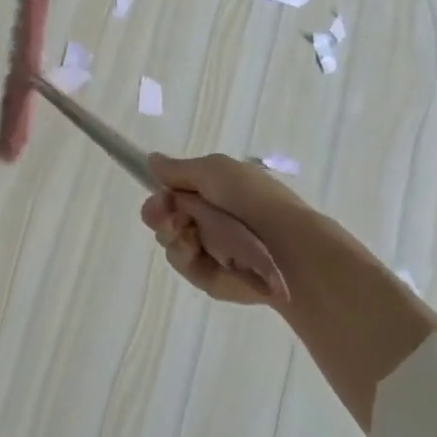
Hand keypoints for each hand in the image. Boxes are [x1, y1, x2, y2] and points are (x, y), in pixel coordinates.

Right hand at [141, 152, 365, 306]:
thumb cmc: (251, 200)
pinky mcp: (208, 276)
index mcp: (215, 191)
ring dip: (171, 233)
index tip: (160, 196)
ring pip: (168, 239)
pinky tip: (195, 250)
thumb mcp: (214, 170)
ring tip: (188, 234)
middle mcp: (209, 219)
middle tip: (167, 216)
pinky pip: (181, 262)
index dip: (161, 193)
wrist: (284, 247)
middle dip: (158, 214)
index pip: (174, 191)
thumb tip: (151, 160)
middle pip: (164, 216)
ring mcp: (208, 248)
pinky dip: (185, 254)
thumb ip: (178, 169)